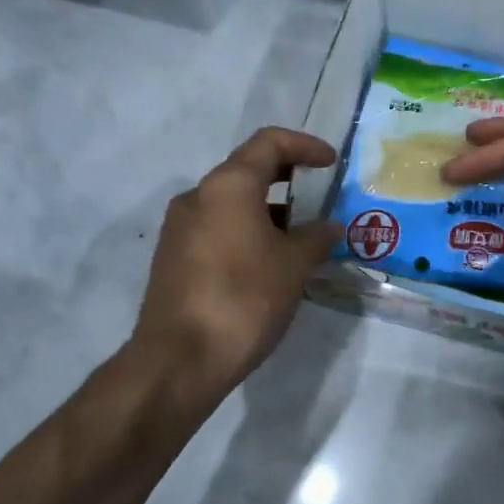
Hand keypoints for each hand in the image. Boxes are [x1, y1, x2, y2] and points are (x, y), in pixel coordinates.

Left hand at [134, 127, 339, 391]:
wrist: (180, 360)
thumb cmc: (244, 299)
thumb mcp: (293, 266)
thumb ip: (316, 238)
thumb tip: (329, 227)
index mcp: (227, 186)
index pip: (268, 143)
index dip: (304, 145)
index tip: (331, 163)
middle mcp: (197, 197)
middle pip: (246, 172)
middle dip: (287, 181)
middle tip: (319, 200)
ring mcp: (179, 229)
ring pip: (231, 205)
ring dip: (267, 213)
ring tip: (300, 240)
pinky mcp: (172, 259)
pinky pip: (217, 231)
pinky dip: (246, 234)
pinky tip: (269, 265)